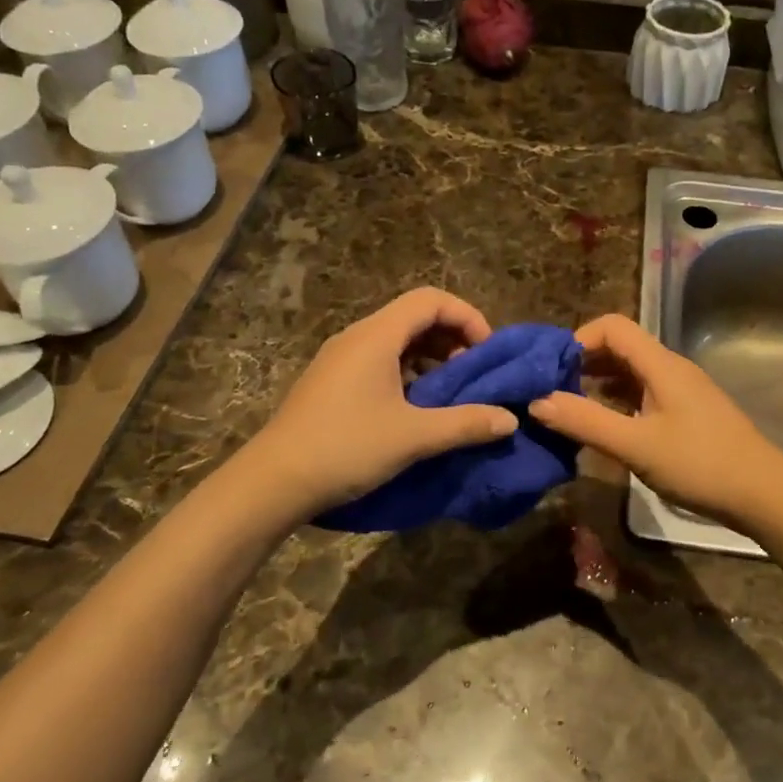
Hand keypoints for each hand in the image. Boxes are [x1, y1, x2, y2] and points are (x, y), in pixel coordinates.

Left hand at [249, 288, 518, 520]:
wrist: (273, 482)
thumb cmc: (346, 447)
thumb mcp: (413, 437)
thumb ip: (465, 424)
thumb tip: (509, 420)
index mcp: (376, 336)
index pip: (430, 300)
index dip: (467, 317)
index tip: (486, 352)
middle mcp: (357, 337)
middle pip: (415, 316)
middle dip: (453, 338)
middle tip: (474, 375)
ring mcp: (341, 359)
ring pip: (397, 341)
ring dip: (432, 358)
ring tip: (451, 393)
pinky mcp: (332, 382)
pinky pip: (380, 361)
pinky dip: (409, 373)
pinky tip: (417, 408)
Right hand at [529, 315, 782, 529]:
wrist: (764, 494)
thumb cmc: (699, 464)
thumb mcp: (636, 445)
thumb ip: (586, 422)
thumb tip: (536, 400)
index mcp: (660, 364)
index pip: (612, 326)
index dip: (578, 339)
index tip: (551, 371)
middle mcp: (671, 368)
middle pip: (621, 346)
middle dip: (583, 362)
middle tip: (552, 390)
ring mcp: (681, 390)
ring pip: (632, 371)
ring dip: (599, 382)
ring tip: (570, 408)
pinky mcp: (687, 411)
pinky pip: (644, 391)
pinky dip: (618, 399)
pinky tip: (605, 424)